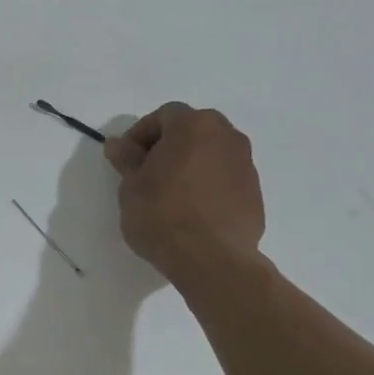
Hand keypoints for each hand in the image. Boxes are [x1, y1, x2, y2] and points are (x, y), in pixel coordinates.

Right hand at [104, 102, 265, 284]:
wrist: (211, 259)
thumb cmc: (162, 215)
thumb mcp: (131, 186)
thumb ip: (126, 159)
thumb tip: (118, 143)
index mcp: (194, 125)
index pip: (163, 116)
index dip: (141, 134)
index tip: (127, 159)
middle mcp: (227, 135)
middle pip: (192, 130)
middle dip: (168, 147)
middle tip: (147, 174)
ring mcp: (246, 164)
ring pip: (210, 153)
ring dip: (189, 165)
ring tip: (169, 195)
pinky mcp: (255, 192)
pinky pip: (224, 178)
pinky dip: (207, 185)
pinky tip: (192, 211)